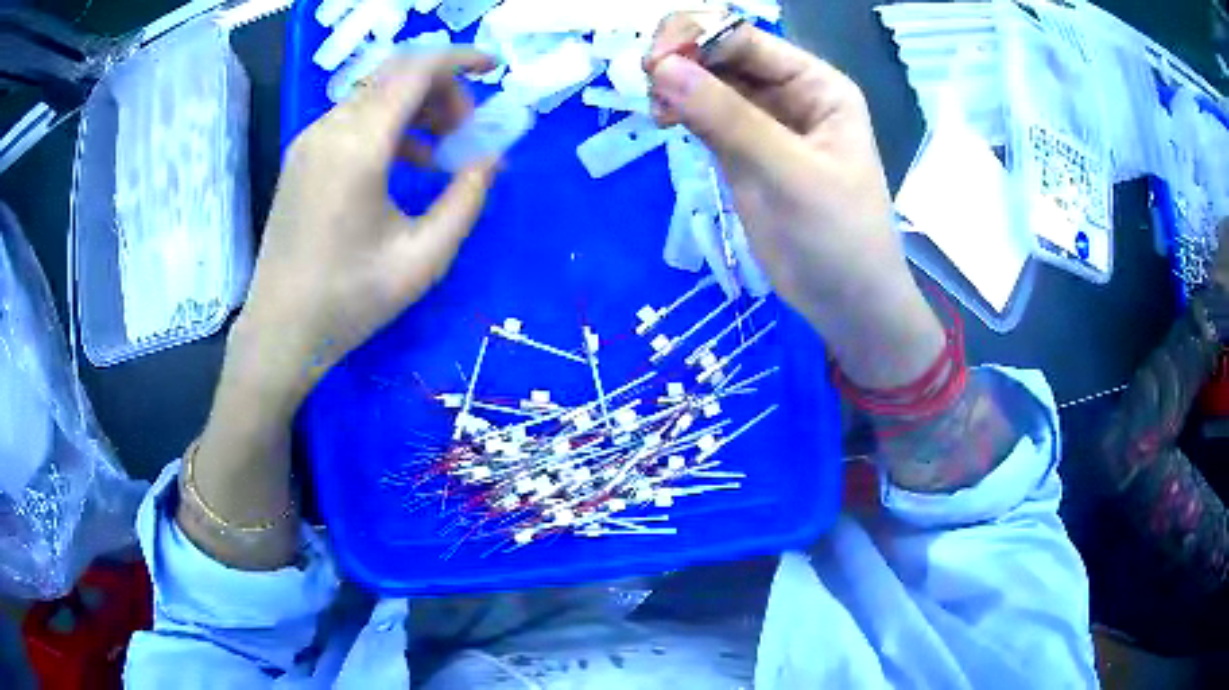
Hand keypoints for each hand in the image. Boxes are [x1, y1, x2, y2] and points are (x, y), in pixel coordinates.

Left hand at [231, 49, 499, 406]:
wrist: (280, 329)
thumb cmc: (349, 301)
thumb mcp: (423, 258)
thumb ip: (466, 200)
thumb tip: (491, 159)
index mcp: (358, 147)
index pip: (416, 70)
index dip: (461, 59)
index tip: (495, 69)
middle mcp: (330, 129)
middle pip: (396, 74)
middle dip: (442, 89)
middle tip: (465, 132)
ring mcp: (310, 140)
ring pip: (374, 93)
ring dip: (416, 106)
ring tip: (441, 151)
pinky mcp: (302, 156)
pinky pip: (354, 117)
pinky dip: (388, 124)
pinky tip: (404, 163)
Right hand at [645, 17, 943, 388]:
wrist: (847, 304)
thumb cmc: (838, 237)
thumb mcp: (790, 173)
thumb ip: (728, 119)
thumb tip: (662, 69)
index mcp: (816, 85)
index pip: (747, 41)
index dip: (698, 39)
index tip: (654, 64)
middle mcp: (789, 93)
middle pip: (723, 55)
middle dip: (681, 60)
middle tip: (649, 86)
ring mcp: (763, 121)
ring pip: (707, 83)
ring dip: (675, 86)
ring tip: (658, 113)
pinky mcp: (742, 150)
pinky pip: (703, 115)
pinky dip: (679, 111)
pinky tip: (664, 121)